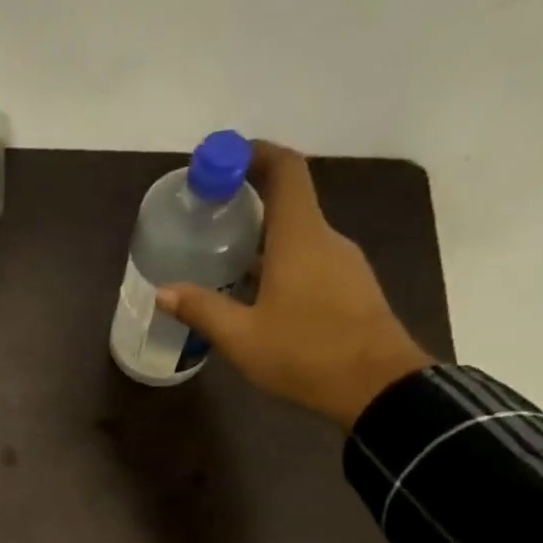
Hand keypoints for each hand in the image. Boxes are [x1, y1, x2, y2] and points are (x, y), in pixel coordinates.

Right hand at [156, 143, 433, 427]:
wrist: (378, 387)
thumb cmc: (306, 353)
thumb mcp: (241, 337)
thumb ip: (201, 309)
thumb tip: (163, 291)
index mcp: (300, 237)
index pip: (285, 170)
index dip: (255, 154)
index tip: (222, 158)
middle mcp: (326, 239)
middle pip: (288, 202)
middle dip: (248, 201)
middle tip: (208, 217)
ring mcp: (343, 264)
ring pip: (298, 236)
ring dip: (262, 239)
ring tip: (224, 260)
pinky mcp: (351, 288)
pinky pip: (310, 260)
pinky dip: (280, 262)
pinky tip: (257, 293)